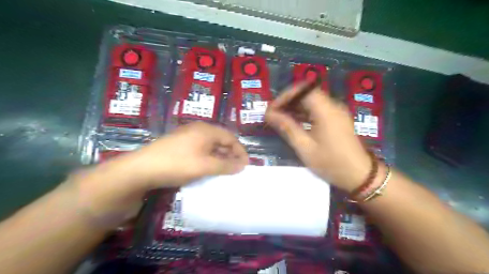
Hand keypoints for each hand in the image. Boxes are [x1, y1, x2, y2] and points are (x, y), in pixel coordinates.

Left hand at [118, 122, 248, 187]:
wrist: (142, 169)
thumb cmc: (178, 164)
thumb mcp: (205, 166)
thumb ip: (226, 166)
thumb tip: (242, 166)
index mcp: (207, 130)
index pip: (230, 138)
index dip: (240, 151)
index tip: (245, 165)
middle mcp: (198, 130)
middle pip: (221, 141)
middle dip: (230, 155)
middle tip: (236, 169)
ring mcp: (188, 136)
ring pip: (210, 146)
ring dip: (219, 158)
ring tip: (224, 171)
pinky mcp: (180, 145)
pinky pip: (200, 150)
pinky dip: (208, 159)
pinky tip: (208, 169)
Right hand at [266, 83, 372, 191]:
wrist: (360, 176)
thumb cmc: (331, 163)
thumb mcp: (305, 147)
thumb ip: (287, 127)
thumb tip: (269, 114)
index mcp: (326, 111)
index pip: (303, 90)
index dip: (285, 96)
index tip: (271, 109)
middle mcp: (332, 106)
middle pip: (307, 93)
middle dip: (288, 101)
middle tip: (273, 114)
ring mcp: (336, 112)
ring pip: (311, 101)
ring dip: (294, 107)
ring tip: (279, 119)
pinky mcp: (337, 119)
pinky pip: (317, 109)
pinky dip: (304, 113)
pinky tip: (294, 123)